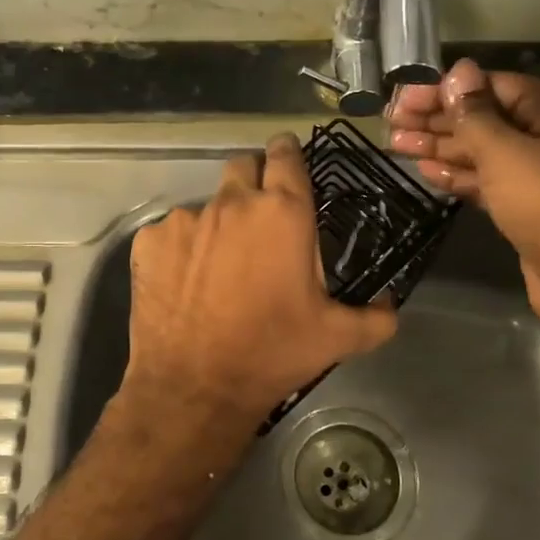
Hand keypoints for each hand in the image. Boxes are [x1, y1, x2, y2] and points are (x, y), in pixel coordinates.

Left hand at [123, 133, 398, 440]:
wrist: (195, 387)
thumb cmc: (273, 352)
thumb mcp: (337, 338)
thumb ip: (374, 317)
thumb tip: (391, 307)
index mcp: (283, 213)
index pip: (287, 155)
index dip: (288, 153)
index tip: (288, 161)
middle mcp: (232, 202)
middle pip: (243, 166)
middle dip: (254, 181)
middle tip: (260, 219)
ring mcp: (185, 219)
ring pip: (206, 205)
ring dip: (217, 224)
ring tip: (220, 267)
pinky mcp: (149, 241)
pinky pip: (171, 234)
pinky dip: (181, 250)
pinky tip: (186, 284)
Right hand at [387, 58, 539, 344]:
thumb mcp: (507, 153)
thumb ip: (475, 114)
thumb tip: (457, 69)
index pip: (490, 85)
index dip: (444, 91)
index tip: (402, 98)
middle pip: (485, 118)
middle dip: (437, 120)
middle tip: (390, 123)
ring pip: (483, 151)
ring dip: (440, 148)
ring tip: (396, 145)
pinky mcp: (528, 206)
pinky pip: (488, 181)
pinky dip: (458, 176)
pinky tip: (426, 172)